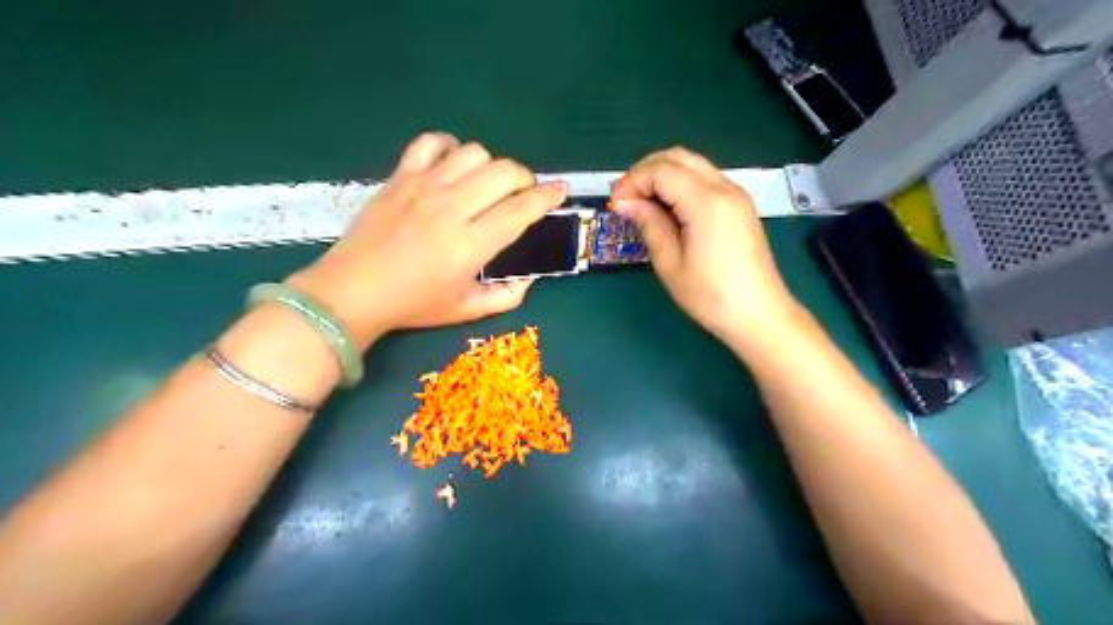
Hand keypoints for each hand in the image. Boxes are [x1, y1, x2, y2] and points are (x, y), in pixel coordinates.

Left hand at [287, 132, 565, 349]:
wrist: (351, 292)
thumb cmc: (413, 305)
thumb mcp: (467, 310)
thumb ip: (507, 296)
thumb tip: (530, 278)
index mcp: (471, 244)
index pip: (520, 210)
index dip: (547, 197)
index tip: (560, 191)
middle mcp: (452, 208)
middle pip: (504, 172)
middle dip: (525, 178)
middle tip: (523, 194)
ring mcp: (424, 187)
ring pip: (474, 153)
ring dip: (491, 166)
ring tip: (487, 184)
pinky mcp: (401, 177)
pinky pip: (431, 142)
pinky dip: (449, 147)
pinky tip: (452, 165)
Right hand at [608, 146, 799, 340]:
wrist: (759, 315)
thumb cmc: (711, 296)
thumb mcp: (670, 264)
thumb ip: (649, 224)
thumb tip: (626, 203)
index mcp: (707, 202)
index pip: (662, 170)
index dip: (633, 181)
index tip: (615, 205)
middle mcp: (725, 188)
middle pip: (678, 157)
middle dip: (646, 170)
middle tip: (626, 198)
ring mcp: (736, 195)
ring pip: (693, 164)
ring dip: (663, 175)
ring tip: (643, 204)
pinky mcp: (740, 206)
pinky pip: (705, 179)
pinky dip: (680, 184)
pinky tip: (668, 209)